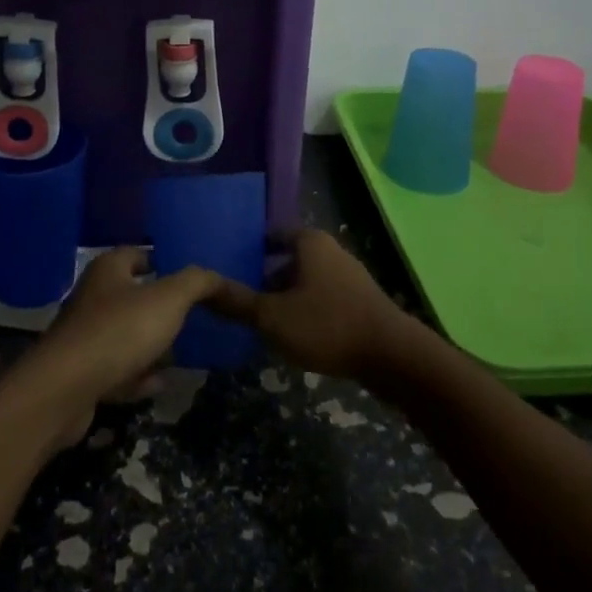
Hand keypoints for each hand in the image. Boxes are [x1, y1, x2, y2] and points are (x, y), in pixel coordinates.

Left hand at [22, 248, 225, 446]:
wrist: (65, 391)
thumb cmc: (118, 331)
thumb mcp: (168, 299)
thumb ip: (198, 283)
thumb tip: (218, 278)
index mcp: (109, 269)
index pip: (140, 254)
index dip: (166, 262)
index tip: (193, 279)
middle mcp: (93, 297)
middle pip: (134, 296)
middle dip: (163, 308)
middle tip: (195, 317)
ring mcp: (85, 337)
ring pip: (127, 335)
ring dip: (152, 345)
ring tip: (183, 352)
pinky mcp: (82, 374)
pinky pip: (118, 370)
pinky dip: (138, 376)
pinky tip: (159, 384)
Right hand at [207, 230, 416, 380]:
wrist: (392, 356)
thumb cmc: (327, 325)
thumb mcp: (272, 317)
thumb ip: (236, 302)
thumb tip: (200, 288)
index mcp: (308, 242)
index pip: (270, 234)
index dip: (247, 248)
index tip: (226, 266)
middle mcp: (329, 250)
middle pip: (287, 258)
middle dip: (264, 276)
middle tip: (238, 297)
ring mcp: (348, 275)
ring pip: (305, 280)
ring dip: (284, 296)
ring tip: (260, 319)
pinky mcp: (359, 301)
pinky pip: (322, 297)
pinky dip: (304, 309)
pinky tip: (293, 334)